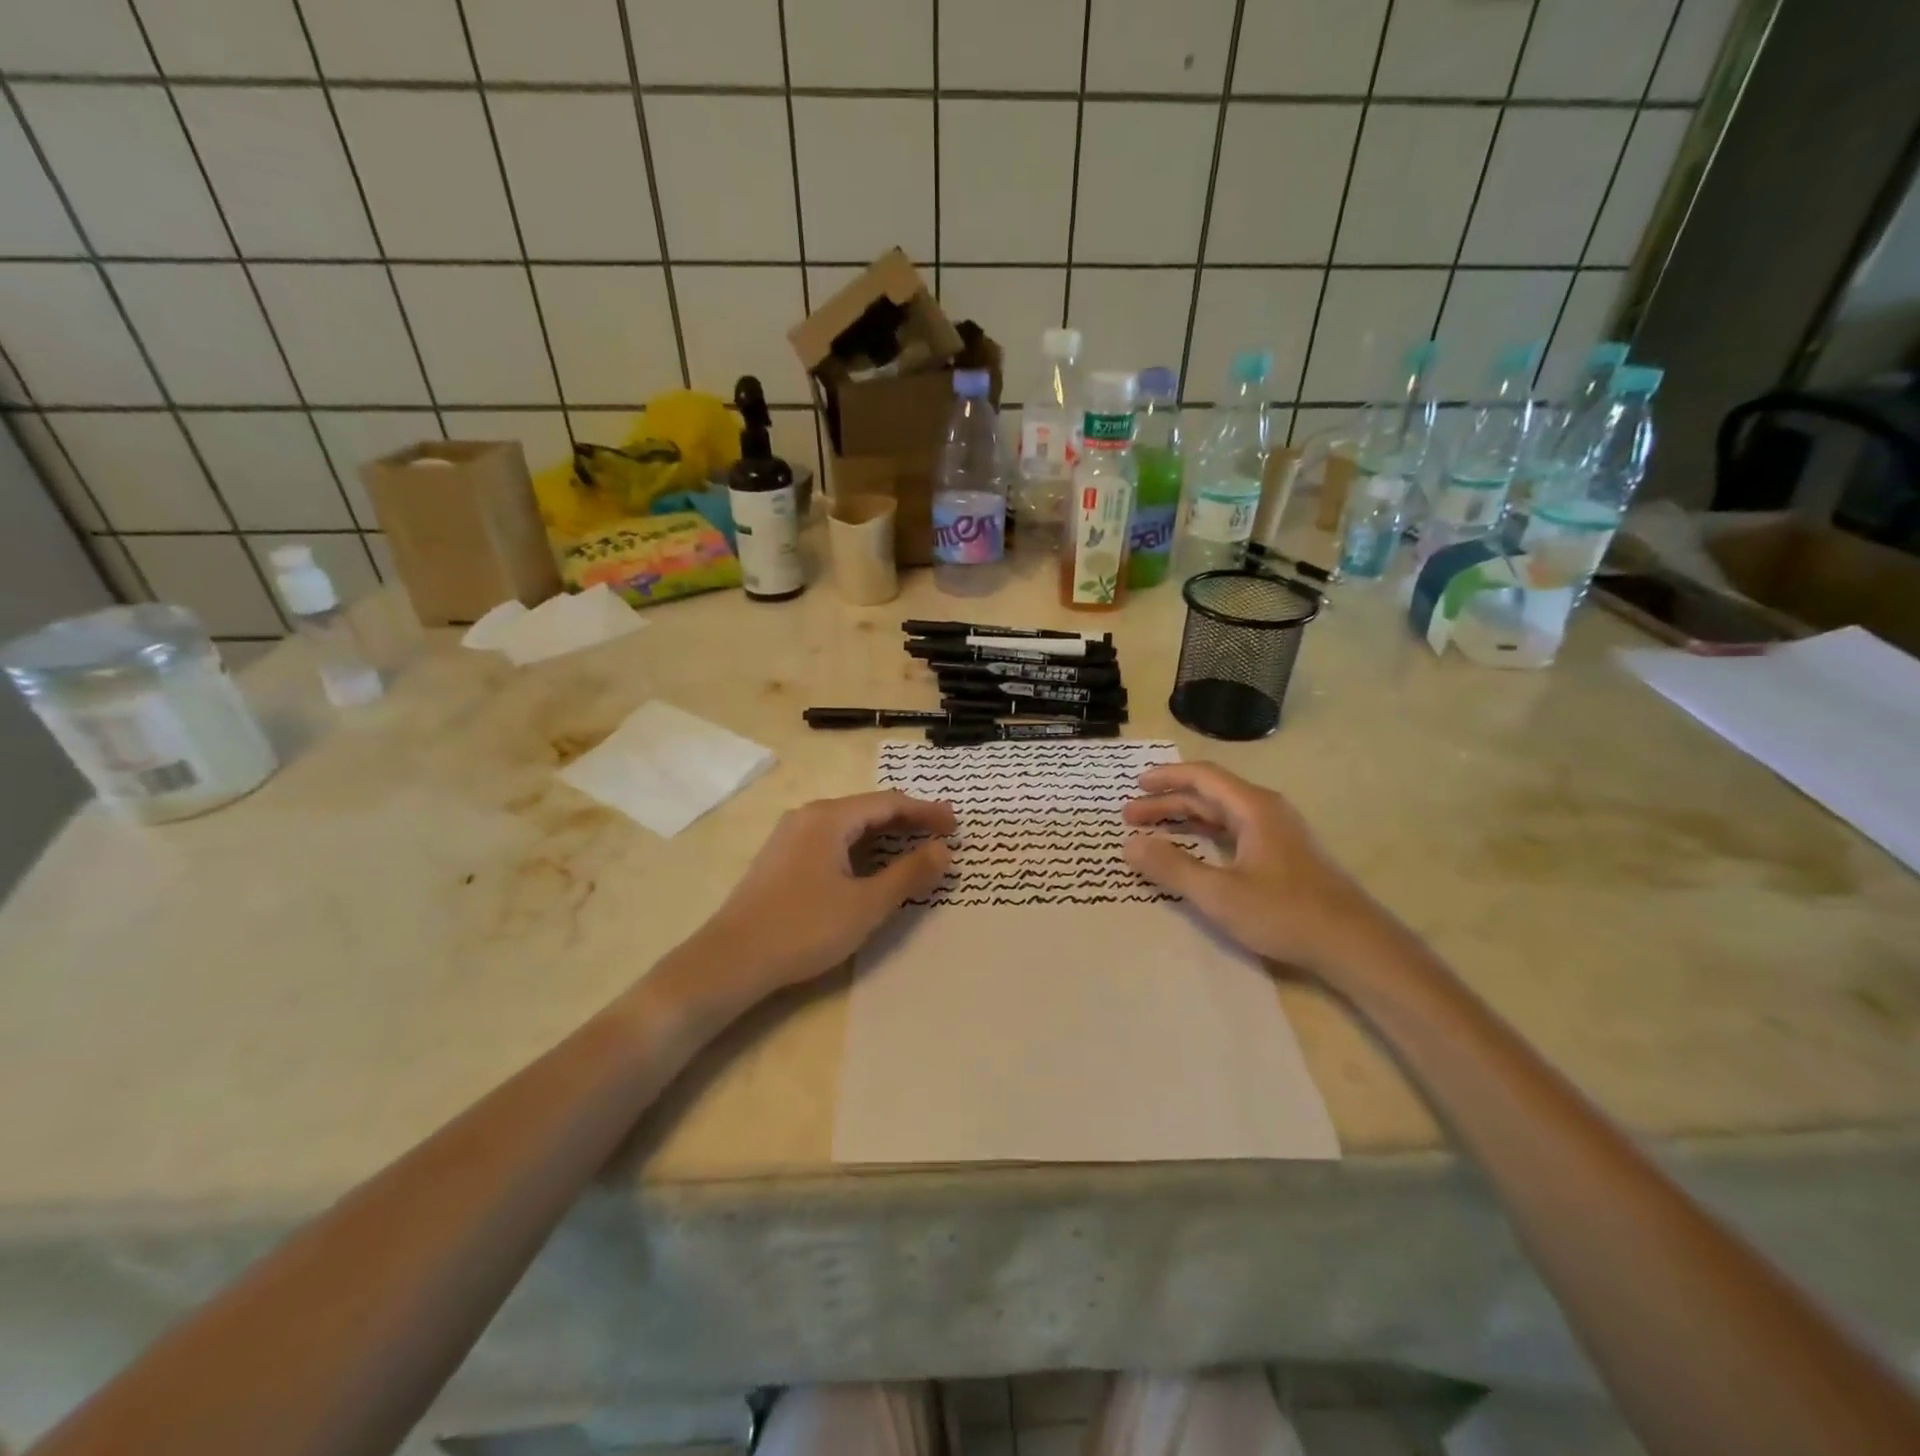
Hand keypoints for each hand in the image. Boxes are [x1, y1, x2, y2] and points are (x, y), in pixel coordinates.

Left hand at [687, 790, 953, 1001]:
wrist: (731, 960)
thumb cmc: (804, 928)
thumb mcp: (866, 904)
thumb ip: (909, 873)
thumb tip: (943, 850)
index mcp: (829, 817)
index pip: (889, 803)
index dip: (926, 812)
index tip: (956, 826)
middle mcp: (808, 816)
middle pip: (868, 809)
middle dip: (908, 821)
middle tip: (942, 835)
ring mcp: (790, 836)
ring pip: (849, 826)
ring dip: (885, 835)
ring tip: (915, 848)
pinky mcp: (781, 859)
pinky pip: (832, 840)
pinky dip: (861, 848)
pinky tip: (872, 866)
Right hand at [1122, 762, 1390, 978]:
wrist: (1354, 944)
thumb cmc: (1285, 913)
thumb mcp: (1219, 893)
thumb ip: (1172, 867)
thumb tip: (1129, 845)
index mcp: (1253, 808)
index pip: (1202, 776)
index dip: (1165, 777)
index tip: (1134, 785)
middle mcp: (1266, 811)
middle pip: (1209, 794)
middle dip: (1168, 802)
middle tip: (1131, 817)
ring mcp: (1278, 833)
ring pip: (1222, 814)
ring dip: (1185, 818)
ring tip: (1153, 831)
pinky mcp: (1284, 855)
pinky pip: (1235, 831)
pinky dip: (1205, 834)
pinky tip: (1193, 851)